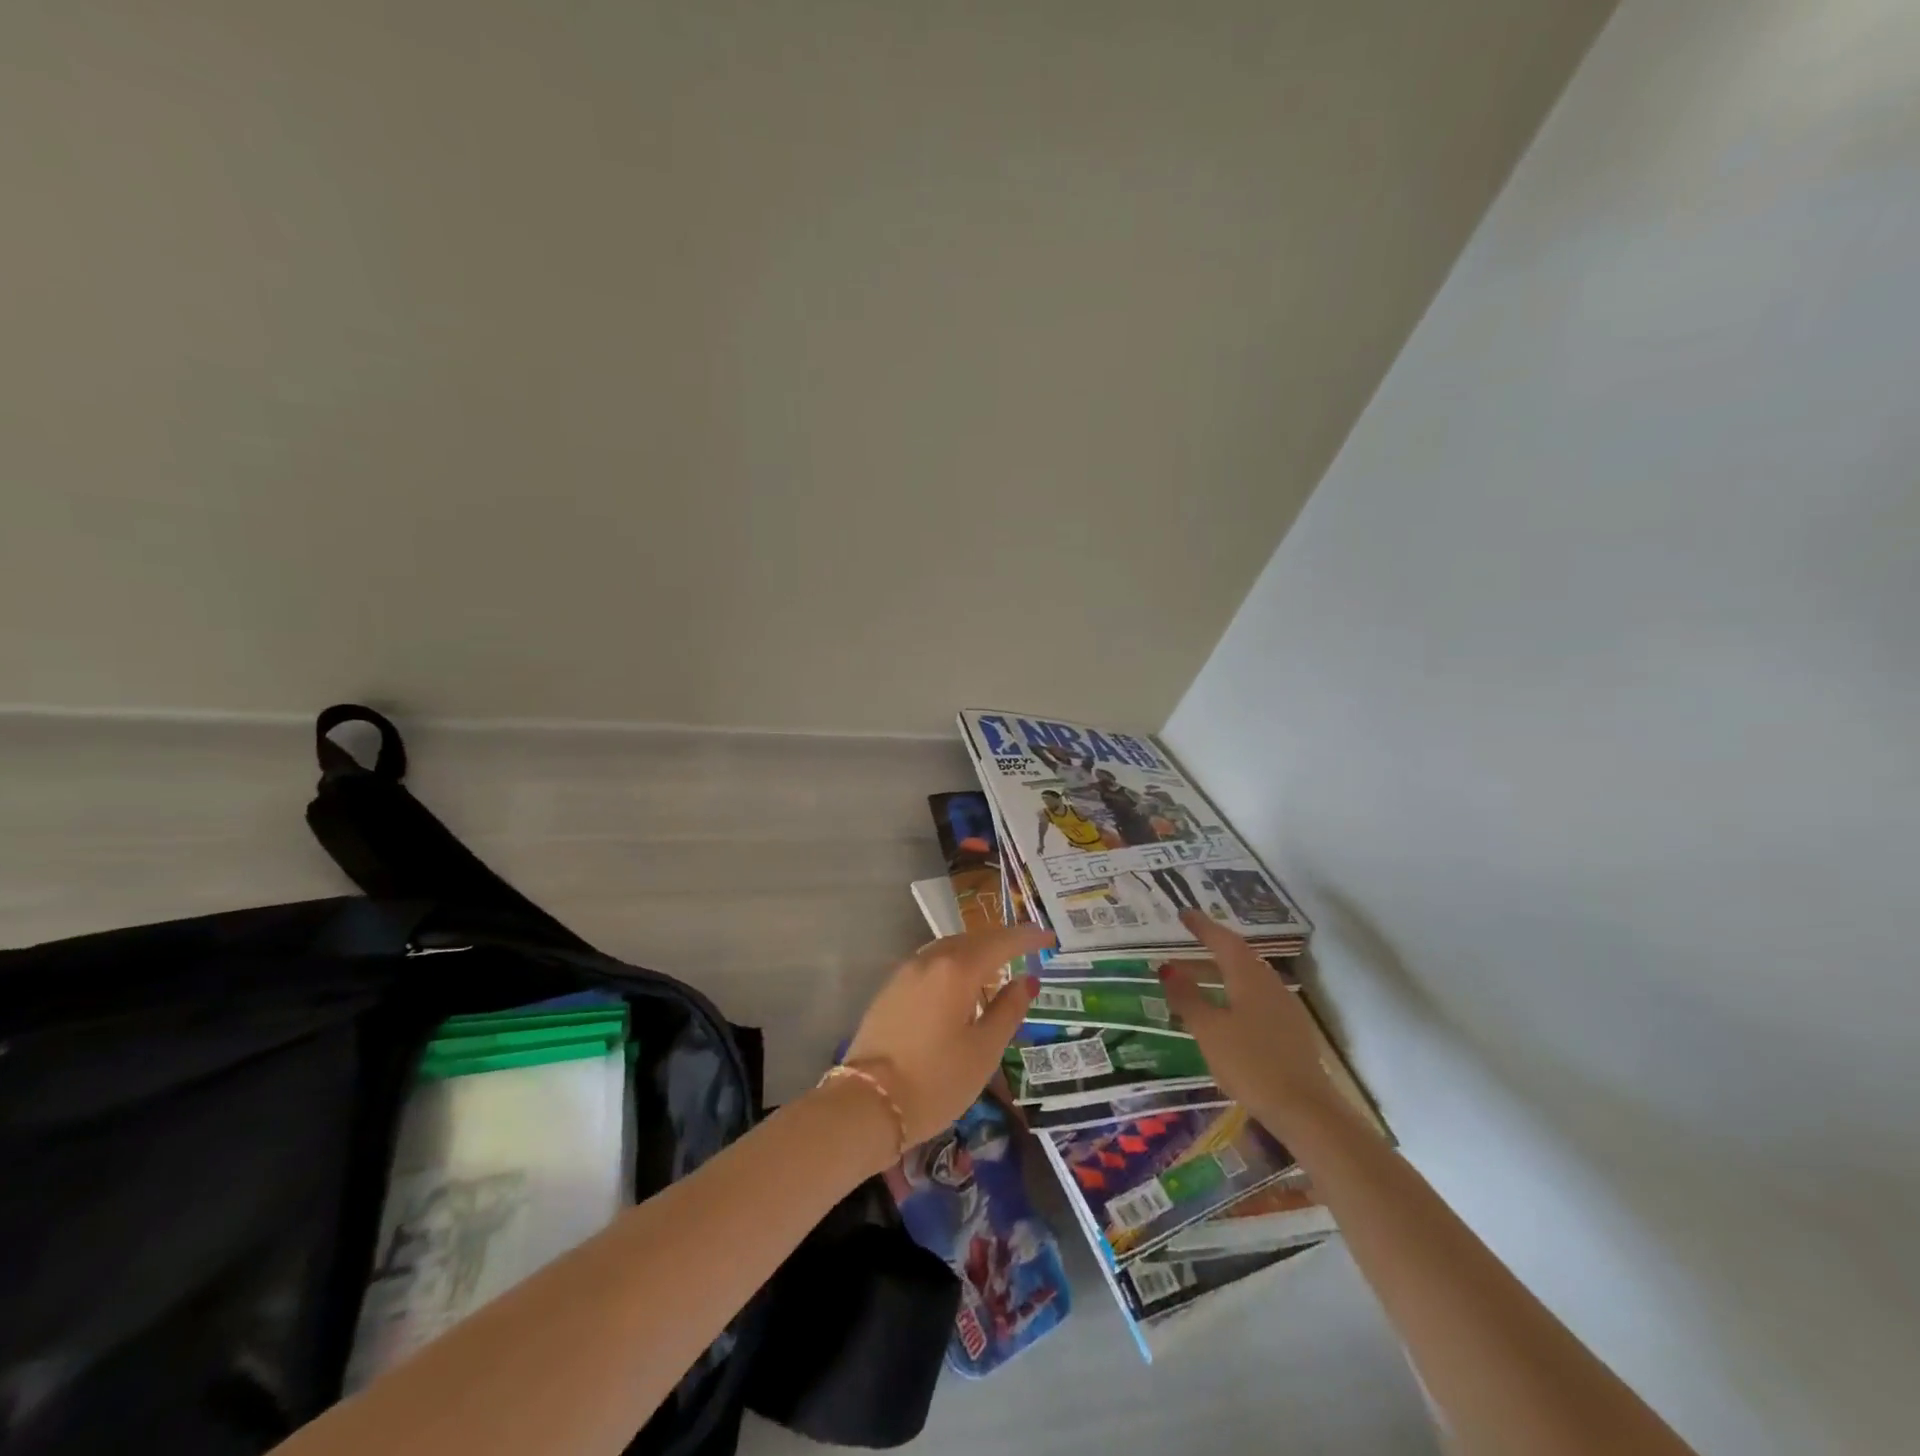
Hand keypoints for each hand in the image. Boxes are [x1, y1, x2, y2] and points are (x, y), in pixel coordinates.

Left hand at [842, 924, 1054, 1144]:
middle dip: (1001, 941)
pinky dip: (953, 965)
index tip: (1049, 936)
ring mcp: (905, 972)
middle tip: (1027, 948)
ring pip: (948, 949)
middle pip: (972, 939)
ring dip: (975, 952)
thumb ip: (1009, 1010)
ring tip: (997, 967)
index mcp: (957, 969)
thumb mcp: (984, 1050)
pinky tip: (962, 986)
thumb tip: (1027, 981)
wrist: (868, 1104)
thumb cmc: (936, 1081)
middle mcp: (930, 960)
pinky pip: (931, 963)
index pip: (1000, 942)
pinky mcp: (890, 988)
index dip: (1027, 937)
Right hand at [1159, 910, 1342, 1134]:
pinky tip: (1224, 1011)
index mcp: (1249, 977)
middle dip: (1210, 949)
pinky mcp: (1290, 1030)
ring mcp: (1284, 1007)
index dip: (1202, 926)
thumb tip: (1167, 968)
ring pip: (1247, 978)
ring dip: (1221, 973)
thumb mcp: (1208, 1030)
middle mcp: (1269, 983)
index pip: (1223, 940)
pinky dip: (1234, 993)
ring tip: (1197, 979)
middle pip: (1237, 956)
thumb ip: (1187, 997)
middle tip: (1184, 946)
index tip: (1183, 913)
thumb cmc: (1250, 1063)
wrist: (1305, 1109)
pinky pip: (1256, 997)